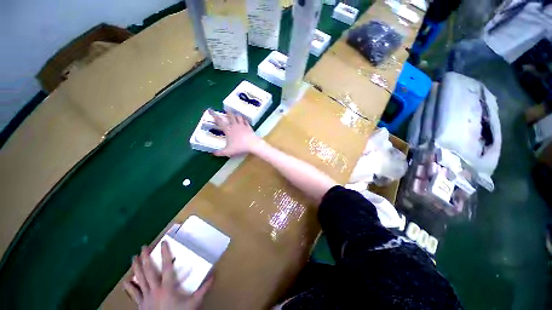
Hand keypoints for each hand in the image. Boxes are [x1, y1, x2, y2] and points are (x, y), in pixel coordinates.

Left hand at [124, 242, 212, 309]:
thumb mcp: (193, 303)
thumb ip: (203, 289)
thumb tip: (214, 275)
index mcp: (167, 287)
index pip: (166, 267)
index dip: (165, 254)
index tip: (163, 242)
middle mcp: (155, 289)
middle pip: (149, 271)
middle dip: (145, 258)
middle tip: (143, 247)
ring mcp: (146, 297)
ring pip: (140, 280)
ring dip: (136, 268)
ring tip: (133, 258)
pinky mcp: (140, 305)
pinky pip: (134, 294)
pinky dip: (129, 287)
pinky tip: (126, 281)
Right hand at [209, 109, 261, 156]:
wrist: (252, 144)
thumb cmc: (240, 147)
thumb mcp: (228, 151)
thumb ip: (220, 152)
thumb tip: (213, 154)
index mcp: (228, 130)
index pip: (219, 121)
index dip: (214, 115)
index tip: (210, 110)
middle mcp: (235, 126)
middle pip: (230, 116)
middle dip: (228, 113)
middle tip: (226, 110)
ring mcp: (243, 125)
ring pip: (239, 117)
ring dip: (236, 115)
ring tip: (235, 114)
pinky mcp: (249, 127)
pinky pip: (246, 121)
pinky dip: (244, 120)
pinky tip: (244, 120)